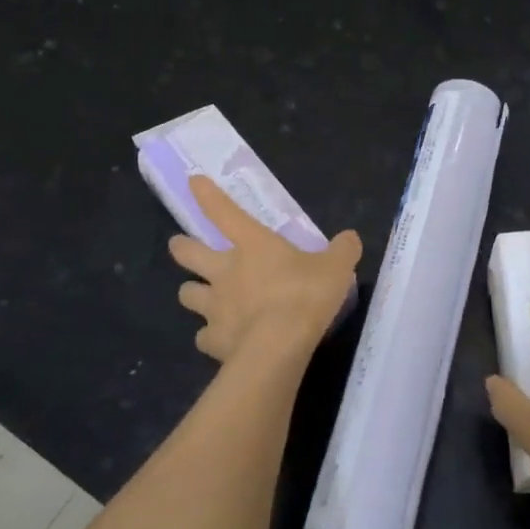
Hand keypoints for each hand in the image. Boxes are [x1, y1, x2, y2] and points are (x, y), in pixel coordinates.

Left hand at [169, 175, 361, 363]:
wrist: (278, 347)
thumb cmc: (305, 296)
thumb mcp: (336, 268)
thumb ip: (342, 250)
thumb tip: (349, 238)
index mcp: (252, 245)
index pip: (224, 212)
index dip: (207, 195)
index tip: (193, 181)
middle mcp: (225, 271)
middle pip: (188, 253)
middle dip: (181, 247)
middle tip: (180, 246)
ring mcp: (214, 307)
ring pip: (187, 294)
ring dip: (193, 292)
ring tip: (202, 298)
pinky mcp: (213, 340)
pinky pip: (203, 336)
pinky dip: (209, 336)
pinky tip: (220, 339)